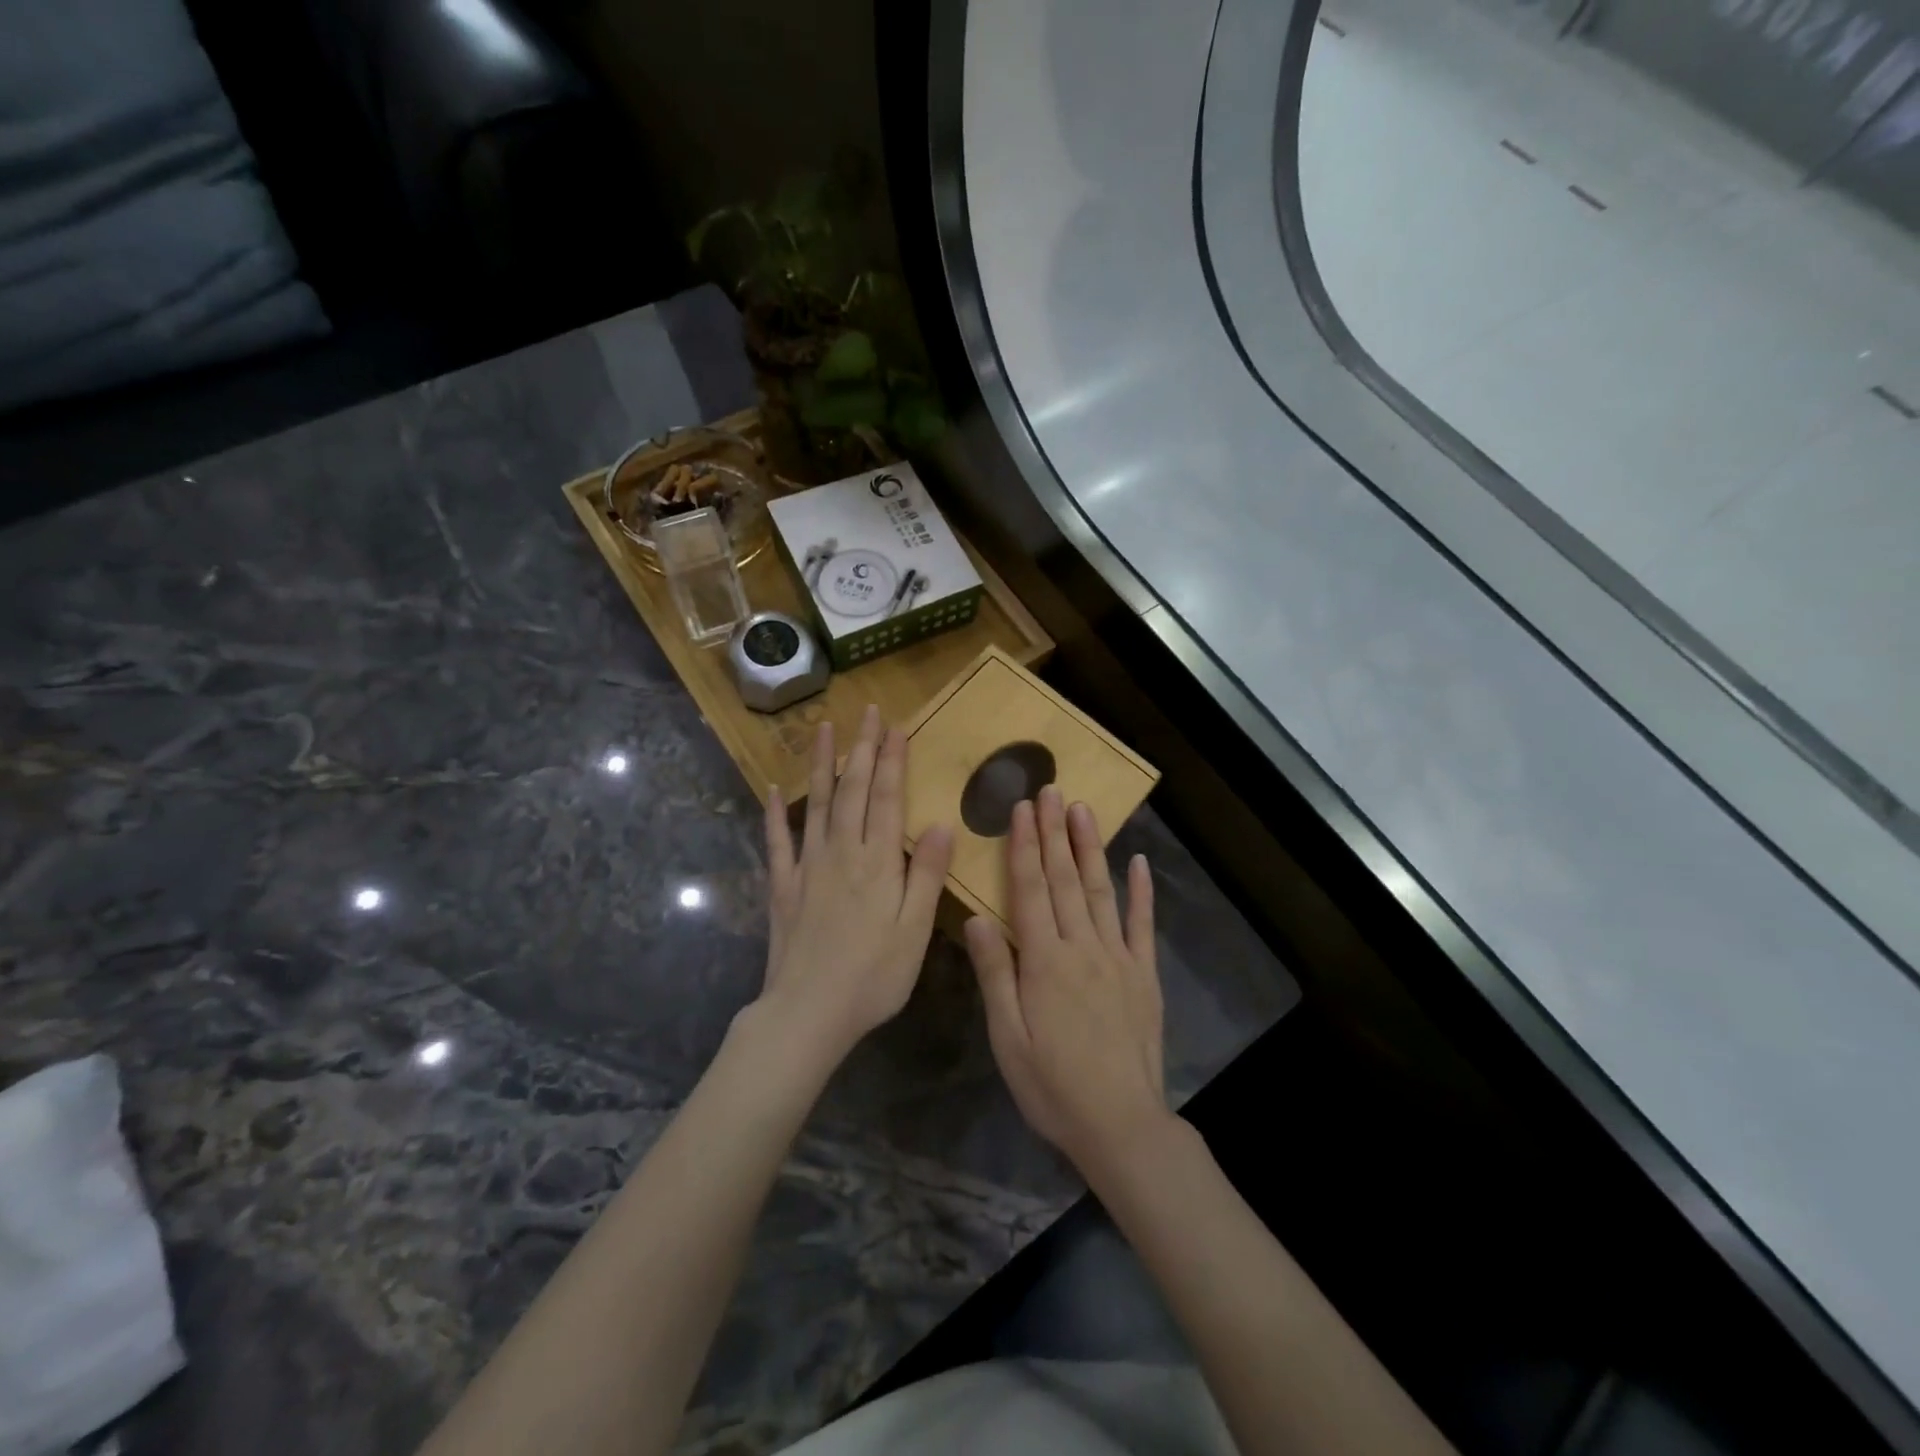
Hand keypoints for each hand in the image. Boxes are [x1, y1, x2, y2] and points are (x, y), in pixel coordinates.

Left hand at [757, 706, 954, 1070]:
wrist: (808, 1012)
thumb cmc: (873, 976)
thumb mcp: (915, 930)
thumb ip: (925, 874)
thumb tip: (940, 824)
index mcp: (876, 862)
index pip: (885, 798)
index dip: (891, 760)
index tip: (894, 726)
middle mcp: (840, 853)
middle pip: (851, 790)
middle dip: (861, 749)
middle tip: (866, 712)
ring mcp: (807, 867)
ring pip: (815, 804)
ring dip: (821, 765)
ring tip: (822, 729)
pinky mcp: (783, 887)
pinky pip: (777, 842)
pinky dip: (774, 814)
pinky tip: (771, 790)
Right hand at [965, 786, 1168, 1171]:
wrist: (1120, 1124)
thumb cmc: (1052, 1085)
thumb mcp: (1008, 1037)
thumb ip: (995, 973)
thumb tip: (977, 916)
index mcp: (1044, 961)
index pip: (1030, 890)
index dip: (1024, 846)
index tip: (1022, 809)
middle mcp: (1082, 947)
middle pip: (1065, 880)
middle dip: (1055, 833)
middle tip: (1052, 791)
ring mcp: (1118, 958)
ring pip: (1102, 891)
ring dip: (1090, 848)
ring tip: (1084, 810)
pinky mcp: (1145, 975)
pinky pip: (1142, 925)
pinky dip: (1142, 892)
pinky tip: (1139, 862)